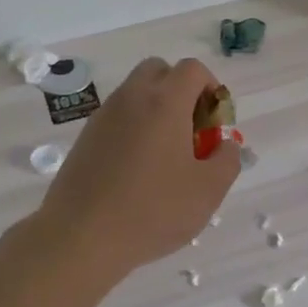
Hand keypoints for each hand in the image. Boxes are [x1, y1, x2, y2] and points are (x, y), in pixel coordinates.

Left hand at [34, 57, 239, 278]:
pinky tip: (138, 169)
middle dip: (181, 91)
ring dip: (156, 109)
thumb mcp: (208, 190)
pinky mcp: (86, 138)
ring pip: (136, 93)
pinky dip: (134, 127)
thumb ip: (227, 159)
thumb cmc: (153, 210)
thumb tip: (223, 144)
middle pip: (160, 70)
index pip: (193, 69)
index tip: (214, 123)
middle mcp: (132, 98)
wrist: (80, 237)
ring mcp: (104, 116)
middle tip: (190, 130)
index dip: (211, 88)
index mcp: (165, 102)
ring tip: (165, 154)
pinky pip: (118, 116)